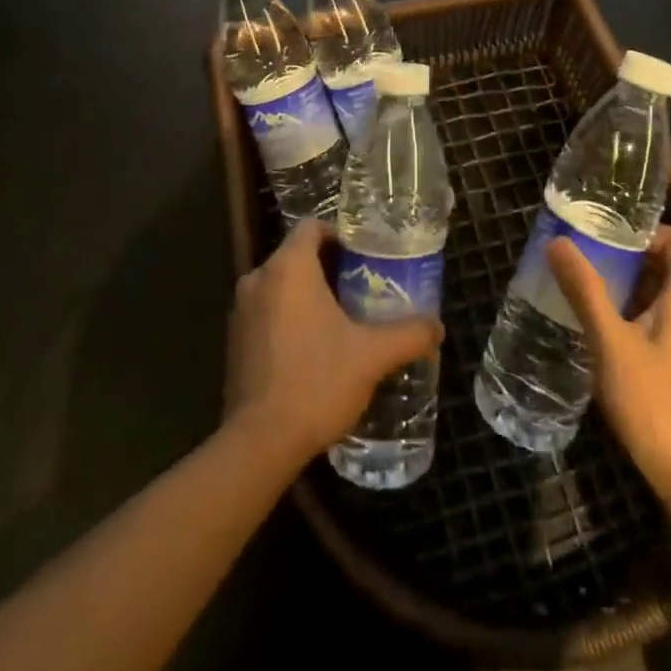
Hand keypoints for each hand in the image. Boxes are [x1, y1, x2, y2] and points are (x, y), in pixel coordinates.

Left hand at [224, 220, 444, 466]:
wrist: (259, 444)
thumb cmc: (316, 382)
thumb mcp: (372, 356)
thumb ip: (408, 335)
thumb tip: (437, 327)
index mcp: (288, 267)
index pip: (313, 226)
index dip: (341, 235)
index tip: (366, 257)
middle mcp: (258, 278)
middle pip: (298, 255)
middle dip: (330, 268)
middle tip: (364, 288)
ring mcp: (241, 310)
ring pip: (281, 285)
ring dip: (309, 295)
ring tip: (344, 319)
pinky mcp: (234, 340)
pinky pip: (267, 311)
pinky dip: (289, 317)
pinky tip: (315, 348)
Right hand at [548, 225, 670, 503]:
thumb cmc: (656, 403)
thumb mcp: (610, 342)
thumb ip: (585, 289)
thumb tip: (557, 242)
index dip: (644, 232)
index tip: (605, 240)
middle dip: (633, 260)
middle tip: (590, 264)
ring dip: (637, 290)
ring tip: (594, 296)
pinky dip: (647, 316)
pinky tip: (615, 337)